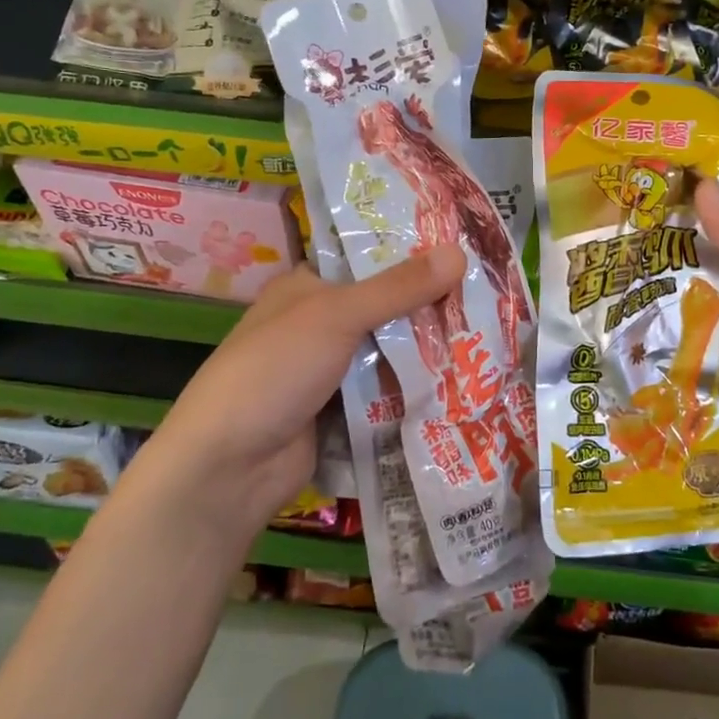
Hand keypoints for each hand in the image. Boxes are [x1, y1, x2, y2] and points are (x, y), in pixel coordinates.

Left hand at [129, 246, 466, 539]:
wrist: (230, 467)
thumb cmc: (275, 370)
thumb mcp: (336, 316)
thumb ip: (398, 287)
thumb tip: (459, 251)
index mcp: (306, 287)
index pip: (367, 260)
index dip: (412, 255)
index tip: (464, 252)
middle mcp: (318, 324)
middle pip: (385, 308)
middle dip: (428, 308)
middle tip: (488, 299)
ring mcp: (329, 371)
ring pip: (389, 352)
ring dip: (427, 352)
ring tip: (487, 339)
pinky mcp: (341, 411)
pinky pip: (386, 392)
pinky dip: (414, 389)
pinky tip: (461, 383)